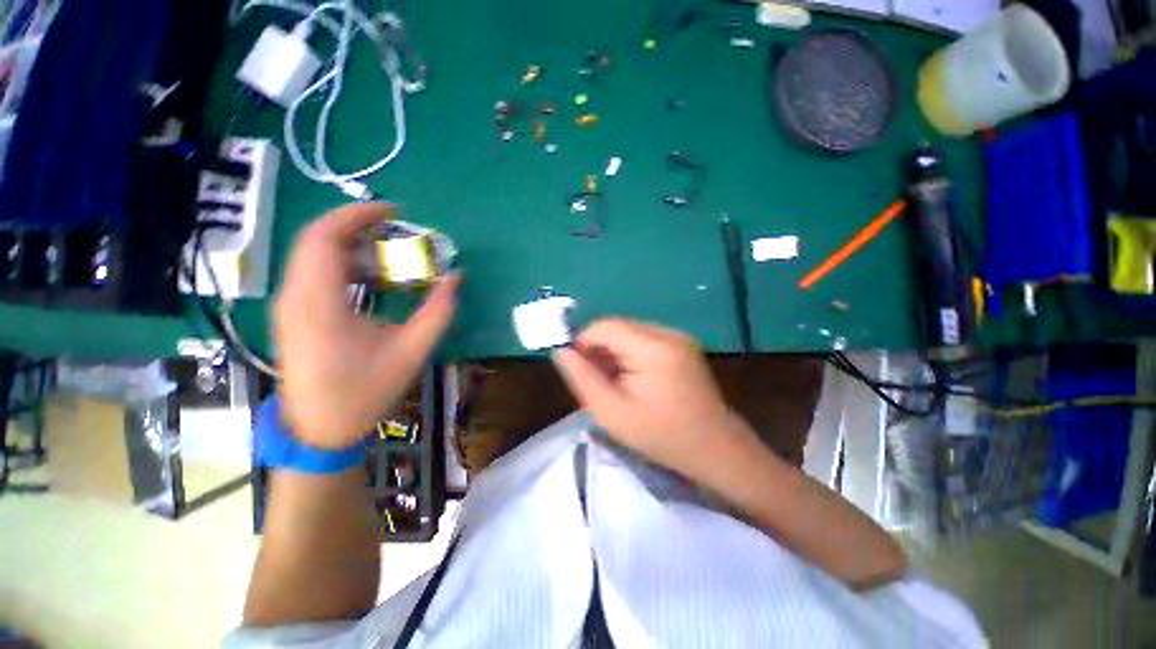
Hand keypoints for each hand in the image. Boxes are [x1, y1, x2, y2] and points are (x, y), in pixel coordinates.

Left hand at [273, 203, 459, 448]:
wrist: (319, 430)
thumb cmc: (364, 392)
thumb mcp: (411, 352)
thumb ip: (438, 312)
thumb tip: (456, 278)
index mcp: (319, 303)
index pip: (324, 237)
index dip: (356, 214)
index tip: (393, 211)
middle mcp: (295, 296)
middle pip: (317, 239)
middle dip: (357, 226)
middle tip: (397, 229)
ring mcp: (289, 305)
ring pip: (314, 254)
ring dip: (351, 244)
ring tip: (389, 250)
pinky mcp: (293, 313)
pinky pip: (314, 272)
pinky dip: (343, 263)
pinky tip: (371, 277)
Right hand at [551, 318, 753, 478]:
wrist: (714, 447)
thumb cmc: (661, 435)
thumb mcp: (612, 413)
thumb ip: (582, 379)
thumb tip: (560, 351)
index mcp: (653, 348)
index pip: (604, 326)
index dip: (583, 342)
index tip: (578, 369)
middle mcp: (668, 333)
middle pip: (617, 326)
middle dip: (599, 348)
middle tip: (597, 379)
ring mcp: (678, 336)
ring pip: (629, 331)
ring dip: (614, 350)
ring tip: (614, 381)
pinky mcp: (683, 343)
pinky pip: (644, 337)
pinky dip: (630, 352)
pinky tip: (632, 376)